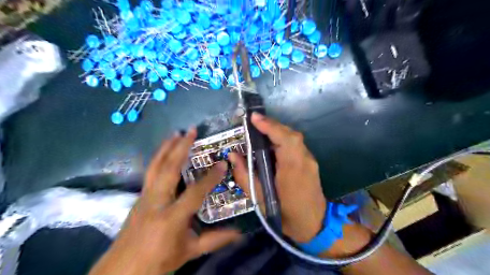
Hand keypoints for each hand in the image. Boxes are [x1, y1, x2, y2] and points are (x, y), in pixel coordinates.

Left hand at [89, 130, 240, 274]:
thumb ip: (214, 239)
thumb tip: (239, 233)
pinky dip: (159, 157)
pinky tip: (165, 150)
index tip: (222, 164)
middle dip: (181, 147)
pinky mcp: (140, 196)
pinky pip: (151, 171)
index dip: (210, 178)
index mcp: (171, 218)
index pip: (195, 192)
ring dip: (167, 147)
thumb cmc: (158, 261)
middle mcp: (156, 202)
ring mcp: (145, 196)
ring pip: (157, 166)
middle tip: (191, 131)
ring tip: (176, 132)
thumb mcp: (189, 251)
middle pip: (169, 169)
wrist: (122, 269)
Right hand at [229, 112, 326, 243]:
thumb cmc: (284, 213)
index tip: (254, 118)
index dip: (270, 126)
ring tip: (261, 130)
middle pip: (291, 135)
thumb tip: (232, 155)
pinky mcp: (310, 162)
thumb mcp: (260, 198)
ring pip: (294, 138)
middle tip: (254, 123)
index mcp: (293, 169)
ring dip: (278, 131)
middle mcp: (304, 160)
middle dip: (272, 125)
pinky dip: (284, 138)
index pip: (284, 139)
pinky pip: (296, 144)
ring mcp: (310, 160)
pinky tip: (273, 142)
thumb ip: (244, 175)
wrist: (313, 223)